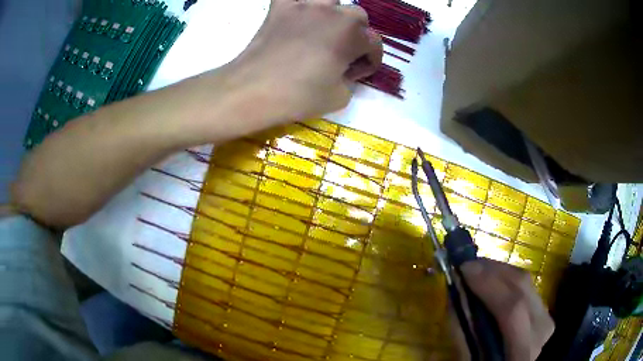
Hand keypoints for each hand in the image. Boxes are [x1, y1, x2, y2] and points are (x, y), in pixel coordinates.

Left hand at [186, 0, 382, 142]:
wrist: (253, 89)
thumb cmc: (298, 96)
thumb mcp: (340, 97)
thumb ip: (351, 78)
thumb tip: (346, 68)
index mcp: (352, 34)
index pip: (374, 43)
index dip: (369, 61)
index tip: (355, 73)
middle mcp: (333, 12)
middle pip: (357, 16)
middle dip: (356, 34)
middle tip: (342, 52)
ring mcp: (305, 5)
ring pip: (332, 0)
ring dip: (334, 13)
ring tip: (324, 29)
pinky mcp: (281, 6)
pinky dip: (301, 4)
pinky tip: (299, 17)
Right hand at [460, 259, 554, 360]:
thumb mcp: (468, 360)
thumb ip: (463, 330)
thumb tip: (456, 291)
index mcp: (522, 351)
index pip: (512, 310)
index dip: (489, 285)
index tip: (464, 269)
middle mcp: (540, 329)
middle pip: (521, 288)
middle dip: (492, 271)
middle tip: (467, 264)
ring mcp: (546, 317)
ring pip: (525, 282)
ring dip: (499, 271)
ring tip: (477, 270)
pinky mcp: (545, 310)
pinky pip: (526, 286)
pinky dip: (507, 278)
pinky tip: (492, 279)